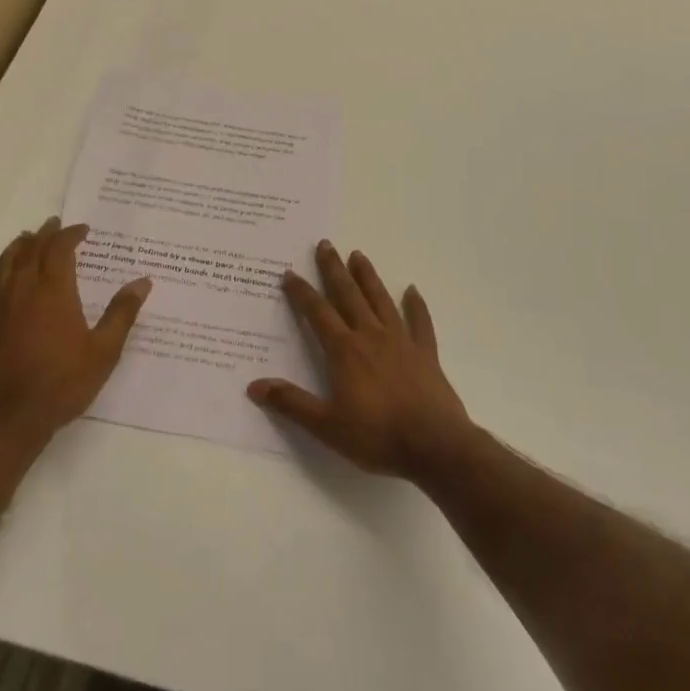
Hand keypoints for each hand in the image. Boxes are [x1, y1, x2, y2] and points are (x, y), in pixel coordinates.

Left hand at [0, 217, 151, 448]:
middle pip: (30, 251)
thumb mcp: (103, 351)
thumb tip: (142, 282)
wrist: (11, 419)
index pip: (59, 249)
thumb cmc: (63, 383)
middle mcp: (22, 291)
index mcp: (54, 291)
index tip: (82, 230)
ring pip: (3, 266)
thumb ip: (122, 313)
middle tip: (54, 225)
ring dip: (17, 248)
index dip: (70, 234)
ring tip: (26, 240)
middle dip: (44, 234)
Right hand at [249, 241, 475, 482]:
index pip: (317, 313)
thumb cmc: (377, 435)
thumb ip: (291, 403)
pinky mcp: (425, 354)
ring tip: (358, 255)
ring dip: (368, 277)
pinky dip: (416, 306)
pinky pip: (420, 323)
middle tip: (325, 244)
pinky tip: (412, 291)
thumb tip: (254, 386)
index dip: (302, 292)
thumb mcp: (326, 426)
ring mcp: (401, 342)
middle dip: (334, 270)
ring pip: (381, 300)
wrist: (435, 446)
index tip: (290, 273)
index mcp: (344, 351)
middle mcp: (370, 336)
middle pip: (348, 296)